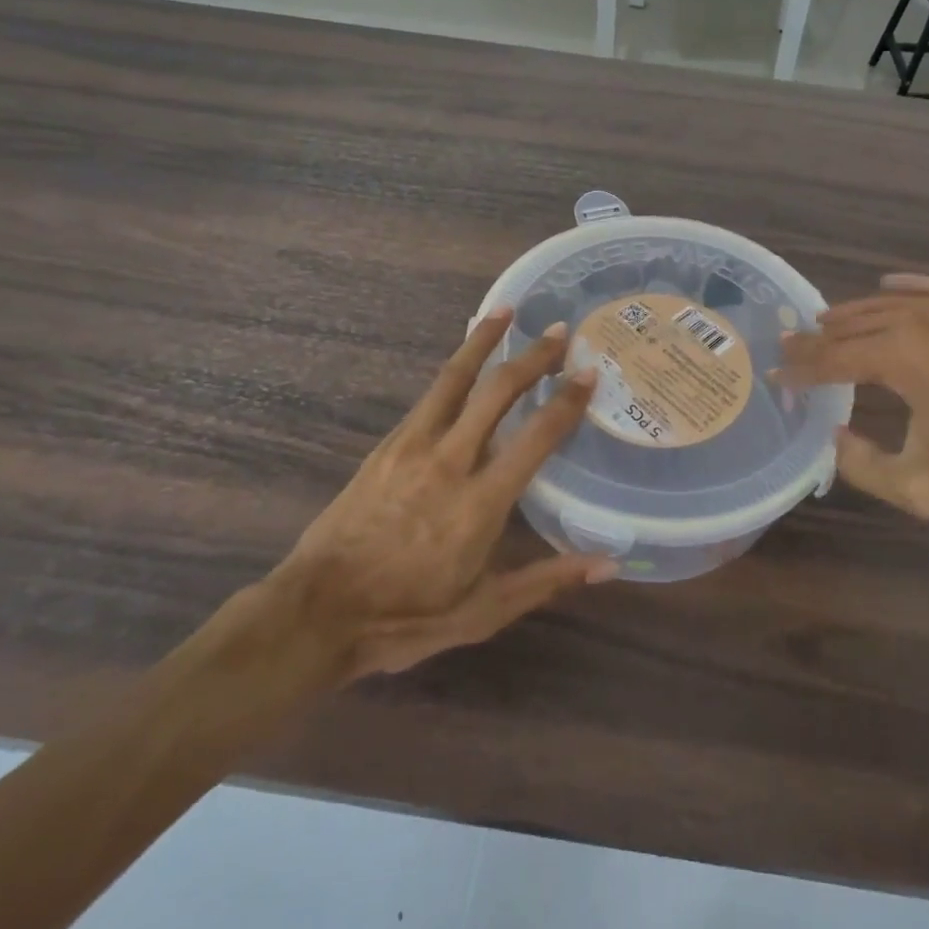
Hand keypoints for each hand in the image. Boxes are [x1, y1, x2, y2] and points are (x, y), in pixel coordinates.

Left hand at [268, 309, 614, 681]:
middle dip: (533, 358)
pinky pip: (429, 396)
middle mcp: (450, 461)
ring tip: (505, 311)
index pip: (536, 437)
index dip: (567, 402)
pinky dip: (453, 369)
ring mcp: (413, 447)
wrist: (318, 612)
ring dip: (483, 342)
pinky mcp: (387, 445)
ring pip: (455, 379)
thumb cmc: (407, 617)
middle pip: (498, 392)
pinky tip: (463, 360)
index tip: (589, 374)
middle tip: (560, 332)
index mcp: (480, 503)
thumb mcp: (484, 612)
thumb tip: (610, 562)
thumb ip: (547, 579)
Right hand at [779, 273, 928, 520]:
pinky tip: (889, 287)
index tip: (776, 377)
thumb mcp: (924, 487)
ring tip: (826, 323)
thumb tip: (836, 438)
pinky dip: (903, 288)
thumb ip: (863, 466)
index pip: (831, 359)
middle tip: (790, 349)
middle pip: (851, 325)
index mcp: (898, 357)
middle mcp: (918, 320)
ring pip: (886, 303)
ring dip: (851, 315)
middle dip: (816, 340)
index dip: (799, 370)